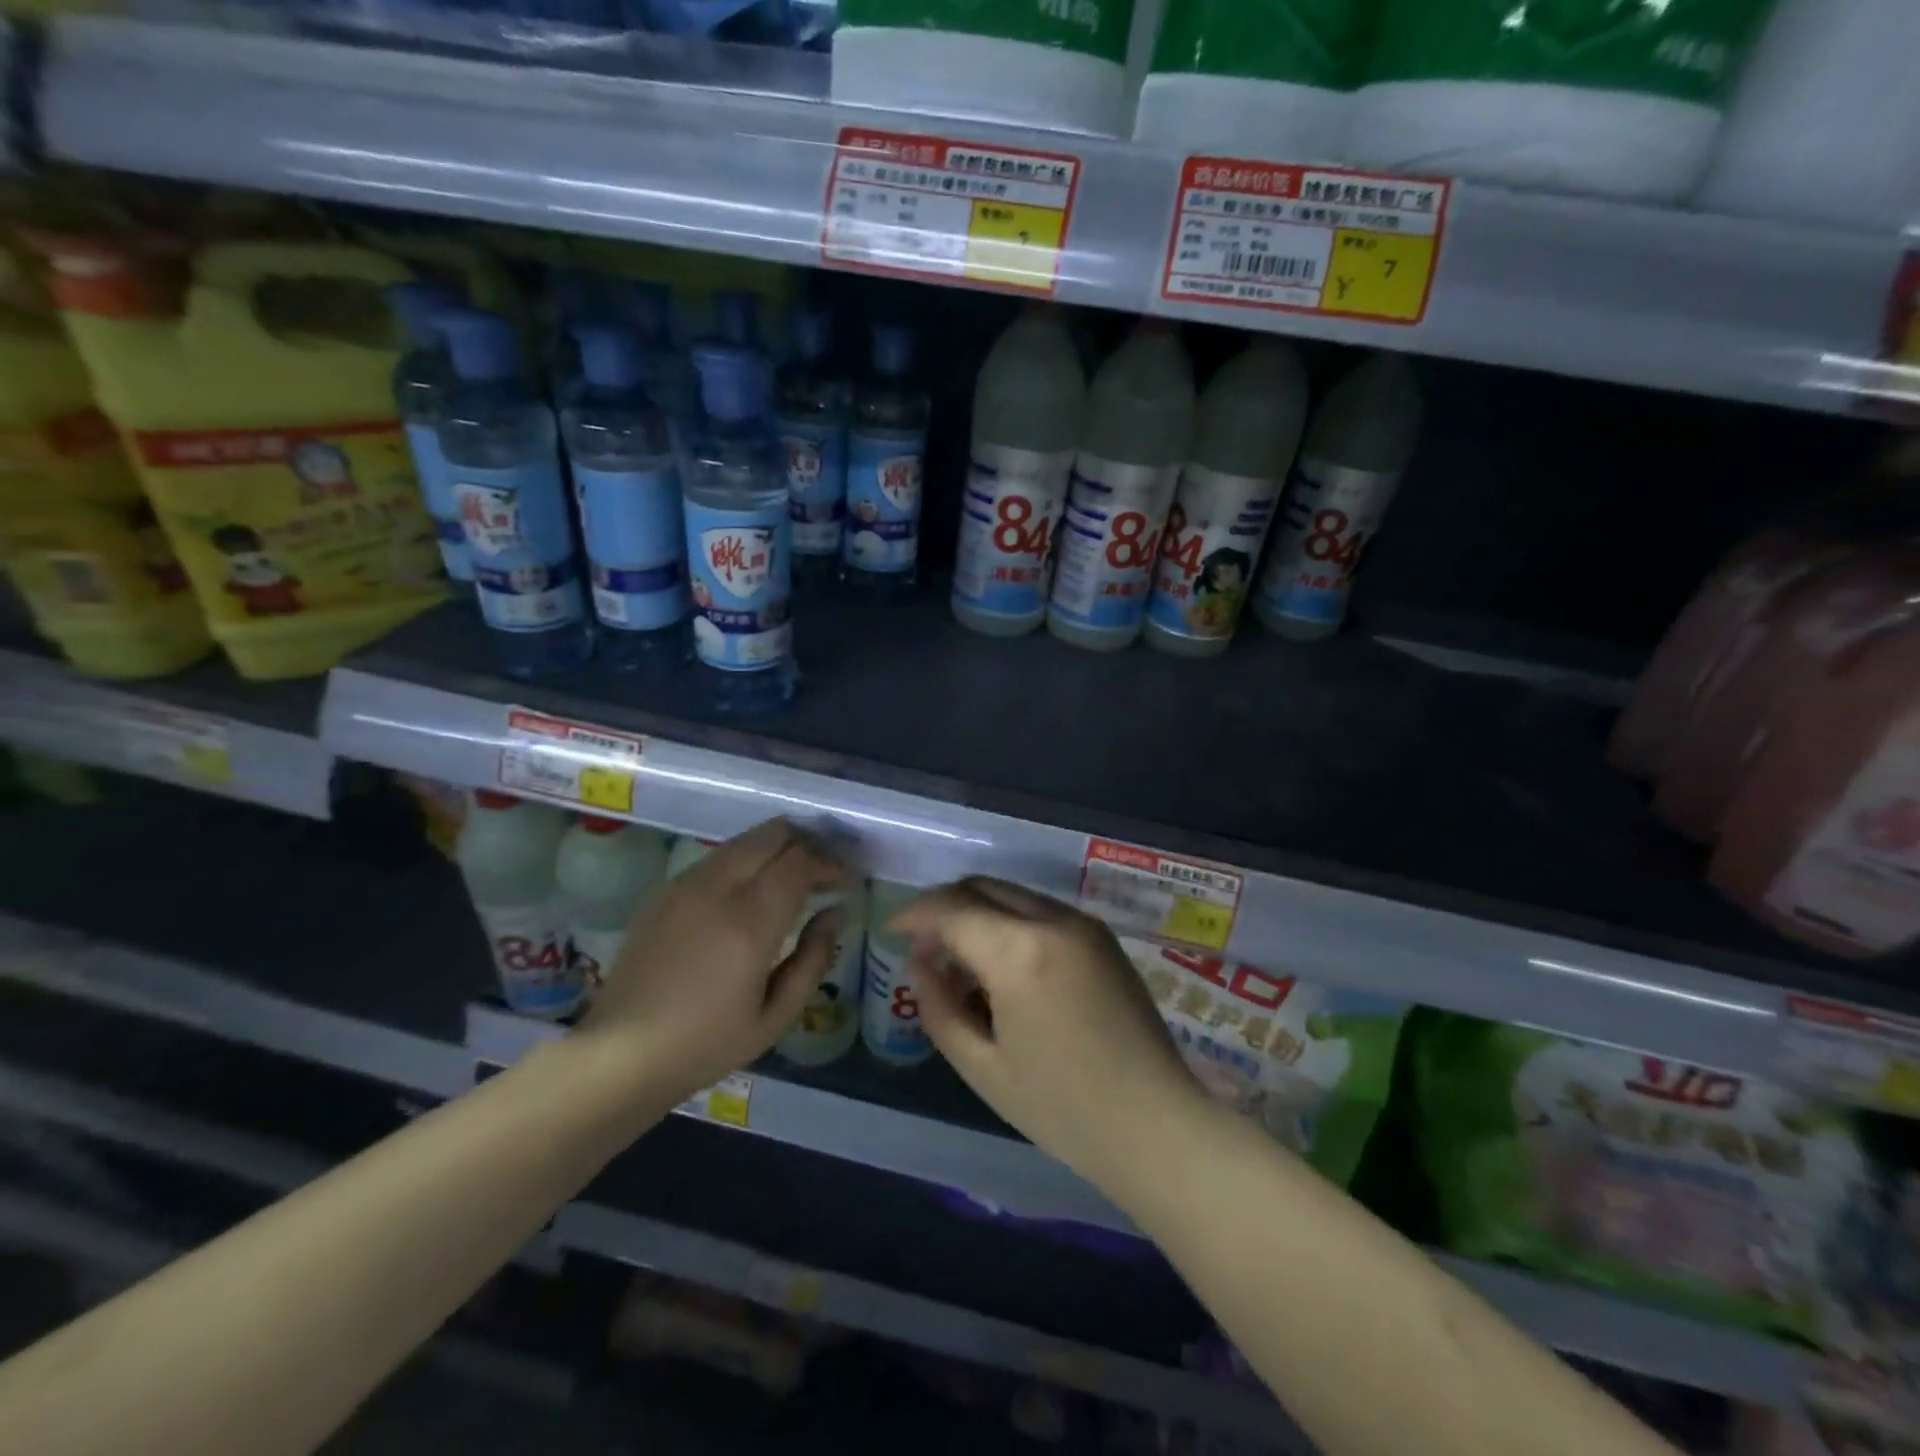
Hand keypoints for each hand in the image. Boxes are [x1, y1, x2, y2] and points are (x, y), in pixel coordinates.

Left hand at [577, 819, 844, 1103]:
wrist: (621, 1054)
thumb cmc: (706, 1044)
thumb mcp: (776, 1016)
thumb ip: (814, 958)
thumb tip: (834, 912)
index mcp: (750, 921)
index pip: (801, 860)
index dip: (831, 862)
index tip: (846, 878)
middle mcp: (718, 888)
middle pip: (774, 834)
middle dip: (808, 842)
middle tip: (825, 868)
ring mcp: (687, 884)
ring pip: (745, 839)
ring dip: (778, 847)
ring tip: (795, 874)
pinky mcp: (666, 890)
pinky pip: (719, 856)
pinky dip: (748, 858)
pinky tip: (754, 887)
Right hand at [891, 878, 1203, 1186]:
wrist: (1156, 1125)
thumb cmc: (1062, 1108)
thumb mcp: (983, 1066)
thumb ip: (940, 1006)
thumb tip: (922, 963)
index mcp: (1021, 951)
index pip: (952, 909)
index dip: (914, 914)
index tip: (892, 930)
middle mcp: (1054, 920)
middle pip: (981, 887)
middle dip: (944, 907)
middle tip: (924, 949)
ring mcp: (1083, 924)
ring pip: (1011, 894)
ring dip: (977, 914)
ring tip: (962, 964)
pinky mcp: (1101, 936)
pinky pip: (1040, 911)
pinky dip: (1009, 923)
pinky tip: (1003, 968)